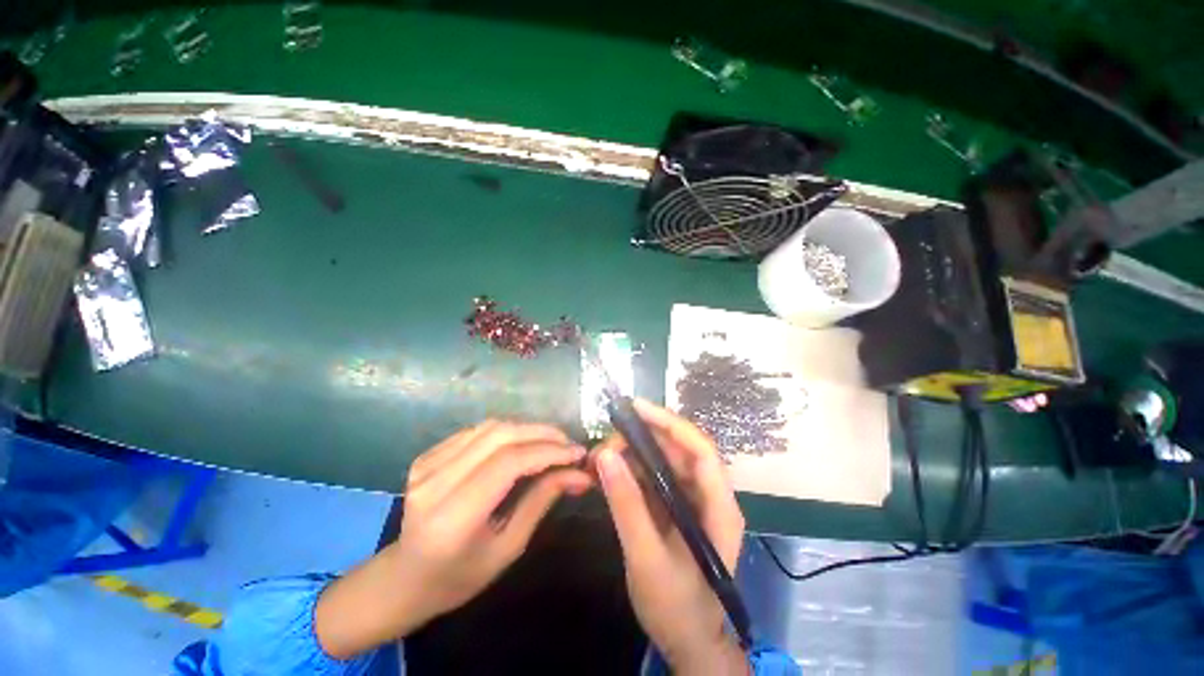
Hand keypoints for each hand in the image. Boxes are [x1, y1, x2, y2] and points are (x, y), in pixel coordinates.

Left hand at [315, 421, 591, 658]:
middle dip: (543, 433)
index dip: (548, 451)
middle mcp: (435, 483)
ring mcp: (426, 465)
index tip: (578, 453)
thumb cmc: (459, 577)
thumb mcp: (508, 548)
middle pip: (500, 436)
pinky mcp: (427, 455)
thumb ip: (542, 501)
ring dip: (527, 428)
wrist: (404, 577)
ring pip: (490, 427)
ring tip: (552, 441)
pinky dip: (507, 431)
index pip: (508, 464)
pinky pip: (477, 431)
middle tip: (569, 443)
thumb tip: (580, 474)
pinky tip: (522, 443)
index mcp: (453, 517)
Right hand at [594, 399, 748, 675]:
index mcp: (719, 507)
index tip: (636, 407)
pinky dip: (631, 469)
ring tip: (601, 456)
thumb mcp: (646, 558)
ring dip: (633, 452)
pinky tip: (609, 471)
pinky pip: (654, 476)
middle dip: (643, 438)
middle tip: (607, 441)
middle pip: (679, 449)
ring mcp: (693, 500)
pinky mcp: (676, 507)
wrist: (689, 643)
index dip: (670, 423)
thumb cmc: (677, 608)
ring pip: (664, 460)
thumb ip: (627, 505)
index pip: (700, 449)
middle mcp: (710, 495)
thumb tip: (605, 455)